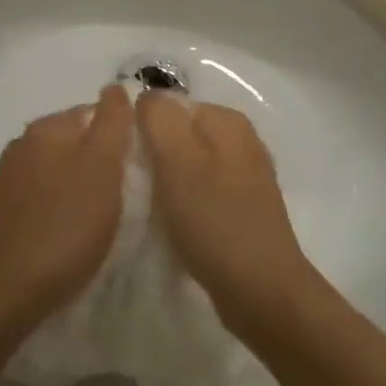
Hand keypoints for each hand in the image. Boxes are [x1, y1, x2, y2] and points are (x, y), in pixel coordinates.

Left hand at [0, 86, 133, 343]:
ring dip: (82, 186)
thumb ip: (112, 122)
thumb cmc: (64, 225)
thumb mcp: (102, 167)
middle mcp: (23, 145)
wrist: (4, 291)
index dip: (123, 136)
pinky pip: (44, 198)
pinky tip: (72, 233)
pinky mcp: (2, 214)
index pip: (96, 112)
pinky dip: (62, 208)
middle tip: (128, 195)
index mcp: (47, 128)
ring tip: (104, 217)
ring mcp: (8, 180)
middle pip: (77, 142)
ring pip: (60, 171)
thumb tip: (115, 87)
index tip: (142, 167)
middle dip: (102, 162)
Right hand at [135, 90, 327, 337]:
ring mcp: (244, 176)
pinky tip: (173, 224)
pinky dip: (183, 203)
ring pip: (189, 165)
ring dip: (166, 182)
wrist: (260, 290)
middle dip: (154, 156)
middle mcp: (241, 141)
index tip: (125, 162)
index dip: (141, 129)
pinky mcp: (242, 209)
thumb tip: (145, 95)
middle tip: (134, 187)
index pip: (169, 106)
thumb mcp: (178, 161)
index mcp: (228, 121)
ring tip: (149, 208)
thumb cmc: (214, 221)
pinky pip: (201, 192)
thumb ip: (159, 119)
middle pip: (180, 135)